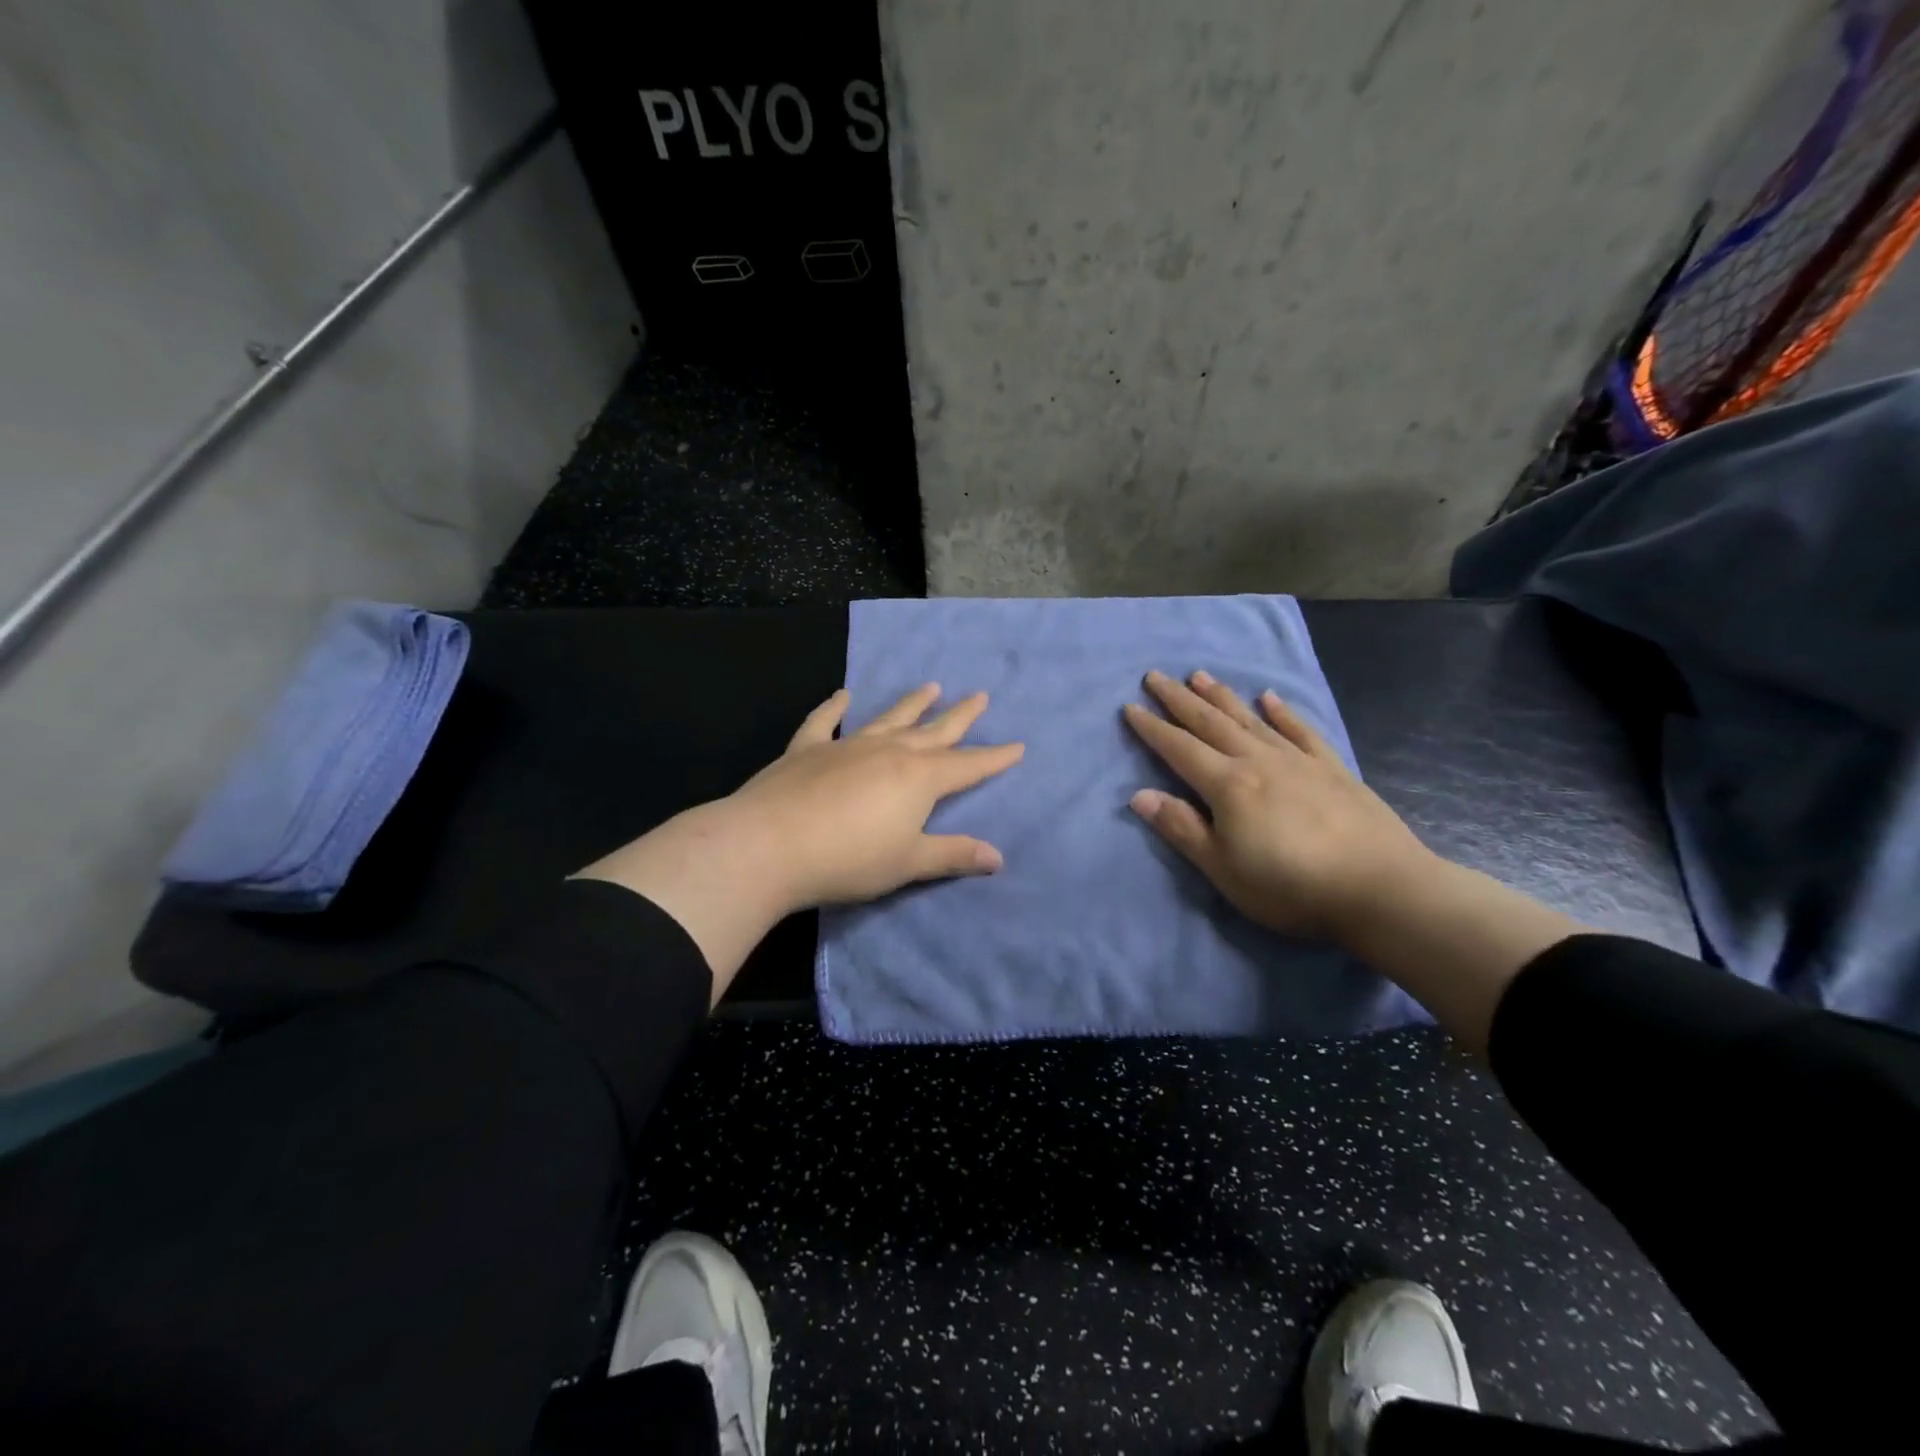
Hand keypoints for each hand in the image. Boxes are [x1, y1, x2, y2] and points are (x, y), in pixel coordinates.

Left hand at [575, 685, 1022, 1001]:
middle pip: (933, 731)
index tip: (1018, 745)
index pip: (967, 766)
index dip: (994, 758)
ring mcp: (847, 746)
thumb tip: (998, 857)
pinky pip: (825, 722)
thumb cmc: (848, 860)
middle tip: (981, 696)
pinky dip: (834, 708)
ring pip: (888, 719)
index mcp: (918, 779)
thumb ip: (953, 855)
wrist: (770, 845)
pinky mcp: (807, 750)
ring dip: (911, 704)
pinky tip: (843, 695)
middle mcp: (888, 752)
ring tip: (931, 686)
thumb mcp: (908, 863)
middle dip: (960, 717)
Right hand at [1122, 670, 1432, 941]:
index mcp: (1228, 785)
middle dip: (1179, 699)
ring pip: (1250, 719)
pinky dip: (1282, 712)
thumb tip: (1139, 795)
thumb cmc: (1291, 887)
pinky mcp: (1332, 769)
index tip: (1130, 707)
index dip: (1152, 728)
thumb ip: (1181, 829)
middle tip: (1155, 675)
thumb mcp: (1223, 869)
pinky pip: (1301, 731)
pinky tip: (1270, 698)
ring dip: (1222, 696)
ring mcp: (1298, 761)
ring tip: (1200, 675)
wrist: (1381, 889)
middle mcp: (1259, 761)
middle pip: (1210, 723)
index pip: (1179, 749)